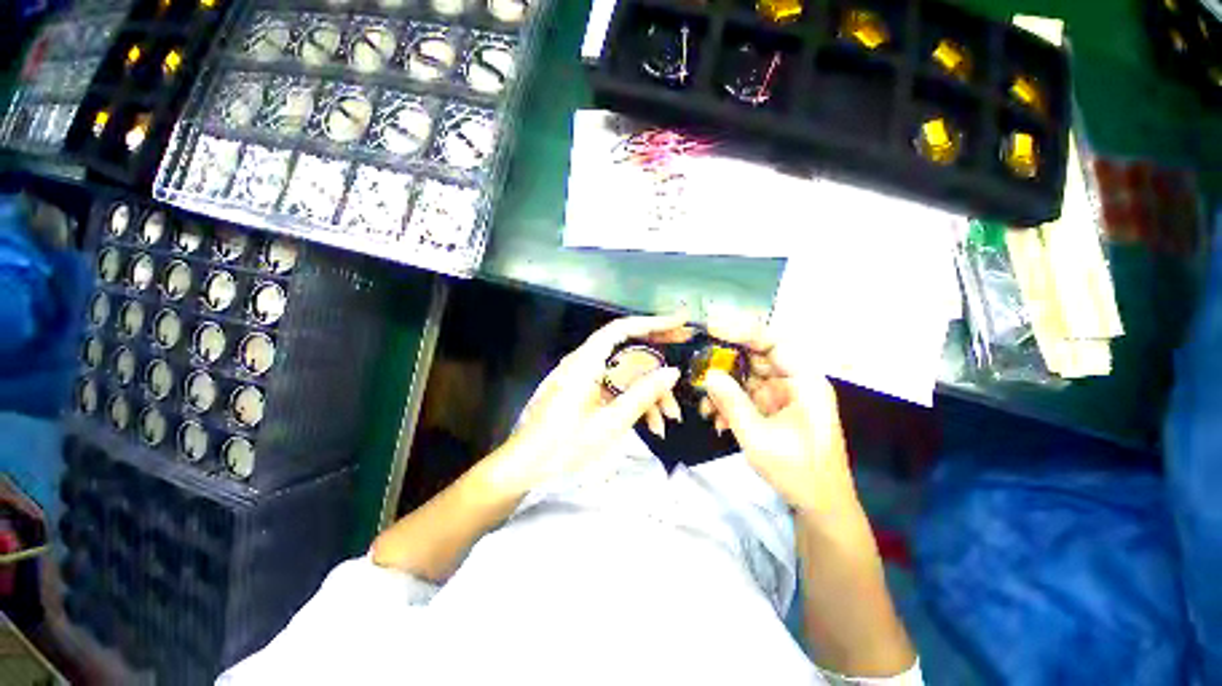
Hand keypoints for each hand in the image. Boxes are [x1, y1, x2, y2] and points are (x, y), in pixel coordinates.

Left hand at [483, 316, 689, 496]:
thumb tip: (673, 372)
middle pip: (626, 348)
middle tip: (688, 345)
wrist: (526, 469)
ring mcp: (585, 379)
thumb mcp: (611, 423)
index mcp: (586, 362)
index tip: (680, 322)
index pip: (621, 329)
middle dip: (658, 352)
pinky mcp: (586, 393)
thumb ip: (643, 394)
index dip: (652, 322)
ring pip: (624, 374)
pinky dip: (634, 402)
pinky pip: (615, 389)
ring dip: (649, 391)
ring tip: (670, 418)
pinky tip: (652, 426)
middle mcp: (585, 363)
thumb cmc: (564, 447)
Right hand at [701, 323, 855, 514]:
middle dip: (724, 363)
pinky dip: (729, 404)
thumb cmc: (798, 472)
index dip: (741, 331)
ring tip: (706, 406)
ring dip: (723, 388)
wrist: (820, 507)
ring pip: (746, 377)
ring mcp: (783, 395)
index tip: (711, 329)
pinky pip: (746, 395)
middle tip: (697, 365)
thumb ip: (732, 402)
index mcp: (804, 380)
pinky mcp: (773, 408)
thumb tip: (708, 374)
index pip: (773, 341)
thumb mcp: (758, 437)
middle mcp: (794, 381)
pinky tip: (717, 421)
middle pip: (755, 357)